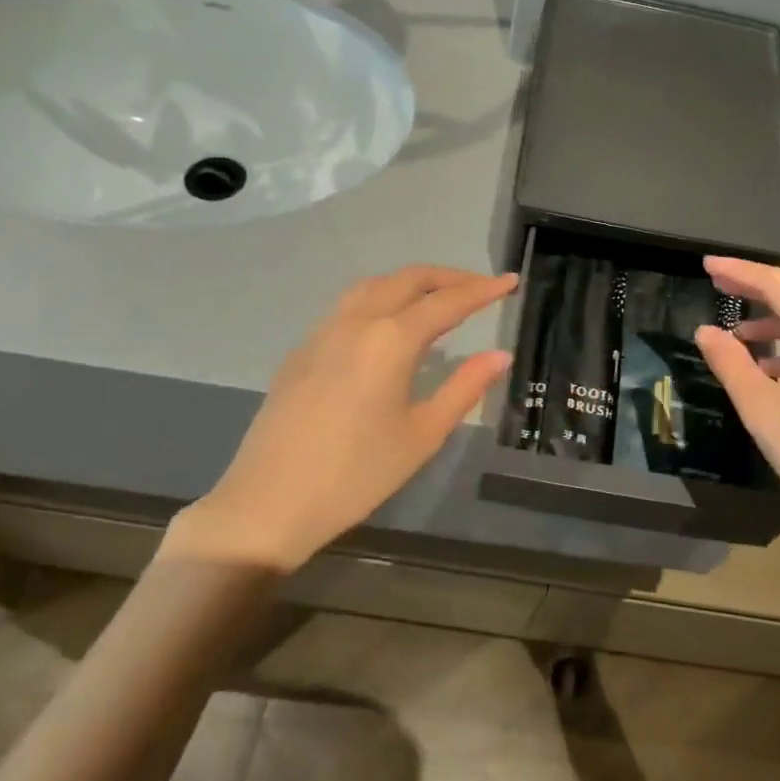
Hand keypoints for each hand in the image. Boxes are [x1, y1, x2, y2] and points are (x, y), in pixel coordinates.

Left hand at [161, 266, 516, 572]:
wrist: (268, 502)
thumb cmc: (357, 474)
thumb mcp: (422, 435)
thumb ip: (464, 388)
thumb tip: (500, 355)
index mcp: (390, 340)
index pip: (447, 302)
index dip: (482, 290)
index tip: (511, 282)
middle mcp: (356, 322)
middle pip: (407, 280)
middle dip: (448, 277)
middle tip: (480, 287)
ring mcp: (322, 333)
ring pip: (373, 286)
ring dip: (410, 283)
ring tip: (437, 299)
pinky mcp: (301, 351)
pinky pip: (348, 306)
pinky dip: (380, 299)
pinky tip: (387, 326)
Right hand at [695, 257, 779, 567]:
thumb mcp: (763, 410)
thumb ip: (731, 364)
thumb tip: (706, 331)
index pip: (778, 285)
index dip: (740, 271)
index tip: (706, 264)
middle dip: (755, 290)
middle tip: (716, 285)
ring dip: (772, 323)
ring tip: (735, 334)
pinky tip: (768, 371)